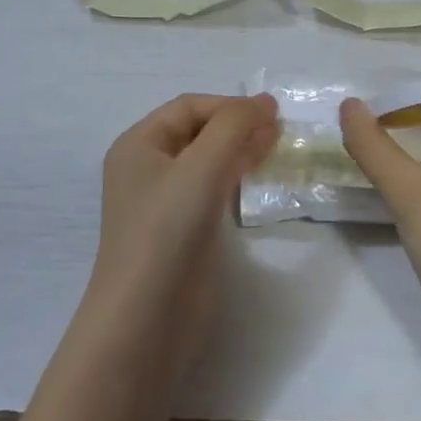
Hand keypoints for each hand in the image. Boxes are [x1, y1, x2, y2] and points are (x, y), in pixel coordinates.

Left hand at [86, 93, 278, 373]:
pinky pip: (213, 191)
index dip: (229, 105)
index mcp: (138, 144)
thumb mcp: (201, 167)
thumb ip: (233, 126)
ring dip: (241, 150)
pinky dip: (237, 178)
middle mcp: (148, 168)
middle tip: (282, 129)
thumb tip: (265, 102)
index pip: (189, 107)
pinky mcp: (184, 231)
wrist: (147, 318)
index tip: (272, 113)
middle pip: (199, 132)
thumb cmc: (166, 230)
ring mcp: (165, 202)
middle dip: (238, 125)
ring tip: (278, 147)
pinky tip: (261, 178)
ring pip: (208, 161)